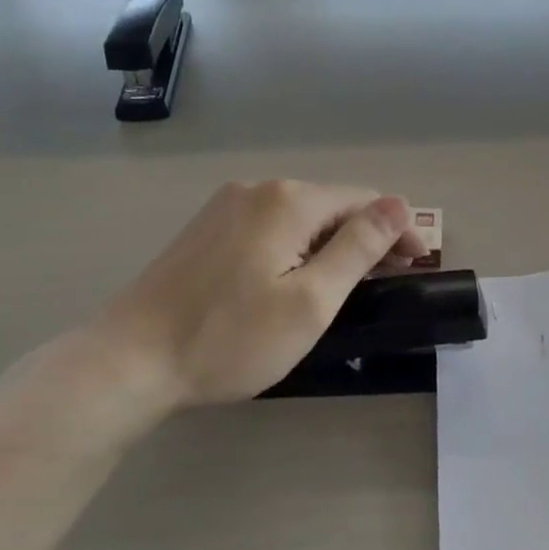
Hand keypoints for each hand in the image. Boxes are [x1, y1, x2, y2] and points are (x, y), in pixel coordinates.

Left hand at [71, 180, 425, 418]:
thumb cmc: (230, 338)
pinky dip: (297, 247)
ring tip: (348, 285)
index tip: (418, 267)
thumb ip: (359, 248)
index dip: (398, 230)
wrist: (130, 360)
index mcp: (288, 200)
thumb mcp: (310, 301)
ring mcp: (225, 206)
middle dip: (366, 237)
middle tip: (388, 283)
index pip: (364, 201)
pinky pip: (270, 226)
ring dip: (332, 244)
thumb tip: (398, 205)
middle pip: (331, 205)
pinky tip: (297, 277)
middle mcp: (257, 189)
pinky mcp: (207, 229)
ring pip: (300, 217)